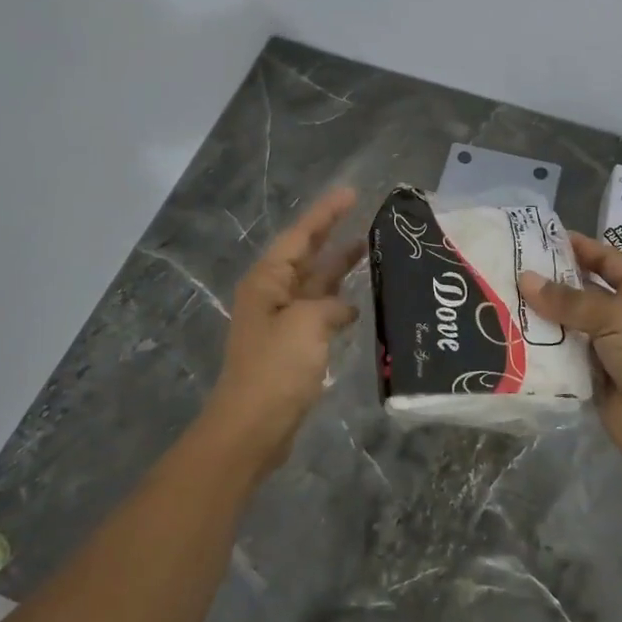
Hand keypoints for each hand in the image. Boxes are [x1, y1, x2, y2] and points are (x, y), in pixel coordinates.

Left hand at [198, 187, 364, 479]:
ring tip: (370, 250)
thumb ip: (330, 306)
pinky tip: (359, 304)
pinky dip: (338, 304)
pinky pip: (319, 313)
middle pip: (306, 255)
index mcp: (267, 280)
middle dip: (332, 234)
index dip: (325, 213)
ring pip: (315, 284)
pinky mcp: (292, 347)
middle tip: (365, 215)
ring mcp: (281, 321)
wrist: (251, 428)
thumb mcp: (307, 324)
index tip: (351, 193)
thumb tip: (342, 310)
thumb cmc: (275, 369)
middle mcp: (272, 294)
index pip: (300, 235)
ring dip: (339, 268)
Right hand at [519, 233, 621, 496]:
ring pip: (564, 327)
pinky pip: (559, 359)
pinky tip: (505, 340)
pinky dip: (537, 352)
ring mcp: (604, 349)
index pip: (605, 259)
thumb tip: (525, 279)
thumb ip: (570, 300)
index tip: (537, 237)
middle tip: (504, 270)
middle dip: (546, 283)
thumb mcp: (617, 317)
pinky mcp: (589, 379)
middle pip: (578, 293)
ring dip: (537, 318)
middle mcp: (620, 317)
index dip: (577, 246)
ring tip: (495, 301)